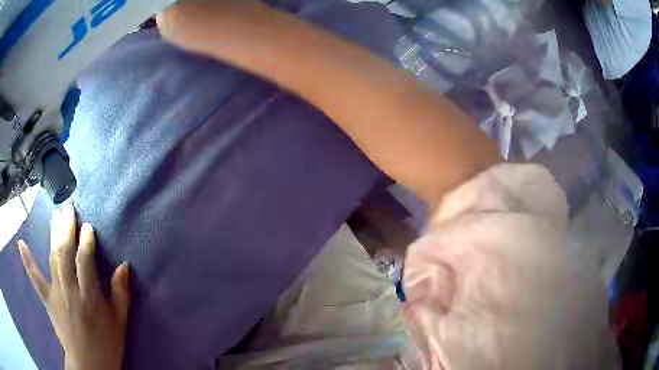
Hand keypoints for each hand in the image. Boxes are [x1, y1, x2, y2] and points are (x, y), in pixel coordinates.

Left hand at [18, 204, 129, 369]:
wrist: (88, 364)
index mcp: (90, 298)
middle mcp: (70, 291)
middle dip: (67, 229)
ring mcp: (56, 294)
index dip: (86, 241)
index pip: (85, 261)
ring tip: (55, 215)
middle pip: (65, 253)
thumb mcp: (120, 323)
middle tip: (69, 209)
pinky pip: (36, 279)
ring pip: (52, 259)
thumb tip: (123, 266)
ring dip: (53, 235)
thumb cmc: (107, 344)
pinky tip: (21, 244)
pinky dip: (28, 261)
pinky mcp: (48, 300)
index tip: (88, 226)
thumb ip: (121, 294)